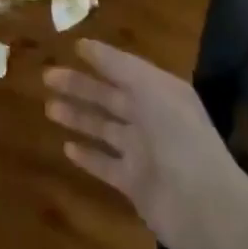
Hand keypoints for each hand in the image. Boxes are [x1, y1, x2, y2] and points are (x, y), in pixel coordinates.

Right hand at [45, 40, 246, 248]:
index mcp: (162, 93)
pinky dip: (88, 155)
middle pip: (111, 98)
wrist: (201, 205)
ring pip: (104, 129)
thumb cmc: (176, 136)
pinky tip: (67, 147)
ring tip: (49, 108)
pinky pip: (105, 164)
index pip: (126, 70)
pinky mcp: (133, 182)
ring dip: (78, 117)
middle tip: (47, 78)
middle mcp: (153, 119)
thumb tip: (84, 43)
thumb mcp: (150, 88)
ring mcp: (143, 152)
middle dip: (80, 86)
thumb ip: (117, 65)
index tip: (72, 47)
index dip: (102, 58)